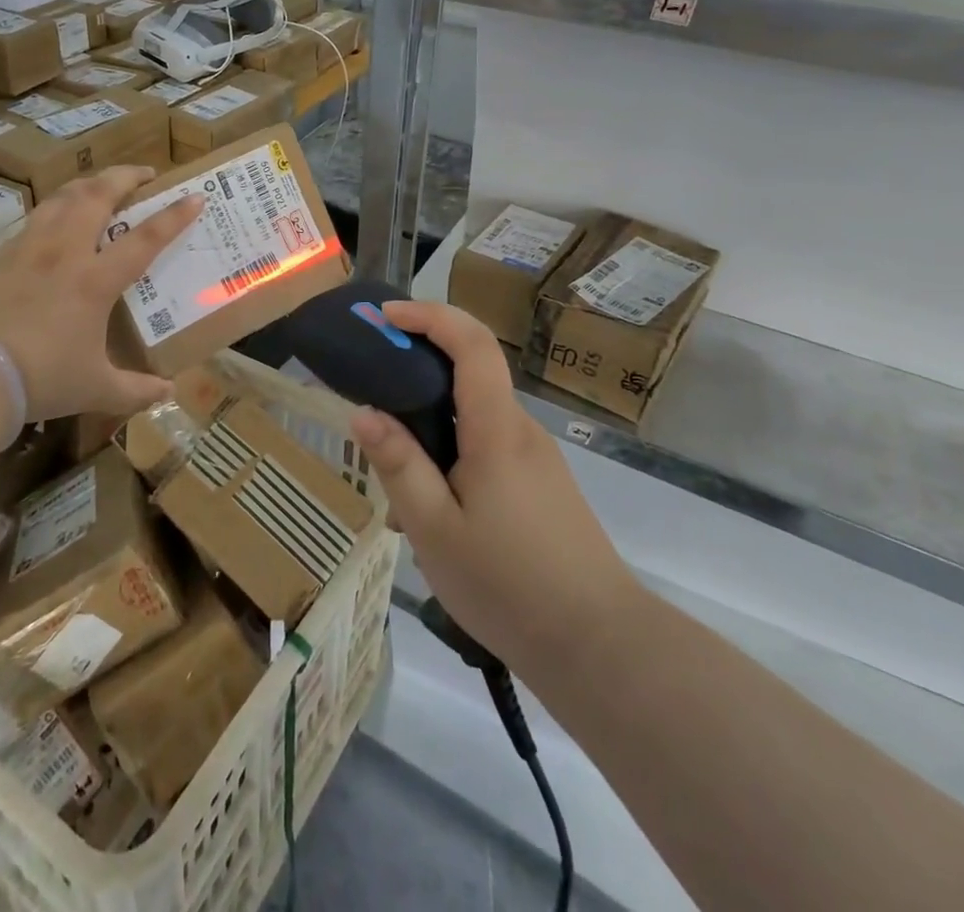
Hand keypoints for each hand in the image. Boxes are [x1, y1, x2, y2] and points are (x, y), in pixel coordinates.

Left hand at [0, 167, 202, 420]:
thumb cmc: (40, 378)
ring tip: (100, 185)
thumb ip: (134, 390)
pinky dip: (54, 208)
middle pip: (98, 196)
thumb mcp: (94, 389)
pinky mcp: (0, 256)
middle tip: (144, 173)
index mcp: (95, 280)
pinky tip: (54, 219)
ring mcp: (29, 248)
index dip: (174, 216)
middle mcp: (65, 252)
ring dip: (88, 184)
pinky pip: (34, 218)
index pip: (145, 238)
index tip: (195, 196)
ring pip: (62, 197)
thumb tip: (167, 393)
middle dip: (125, 176)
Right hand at [349, 301, 639, 670]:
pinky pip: (488, 446)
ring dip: (432, 424)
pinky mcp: (541, 483)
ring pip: (473, 416)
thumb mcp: (435, 529)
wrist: (600, 647)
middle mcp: (520, 429)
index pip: (471, 342)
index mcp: (497, 428)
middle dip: (418, 369)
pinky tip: (433, 511)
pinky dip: (452, 453)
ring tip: (395, 481)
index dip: (429, 316)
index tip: (385, 317)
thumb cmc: (509, 585)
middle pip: (470, 373)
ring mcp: (535, 457)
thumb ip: (400, 465)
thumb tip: (363, 412)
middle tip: (371, 395)